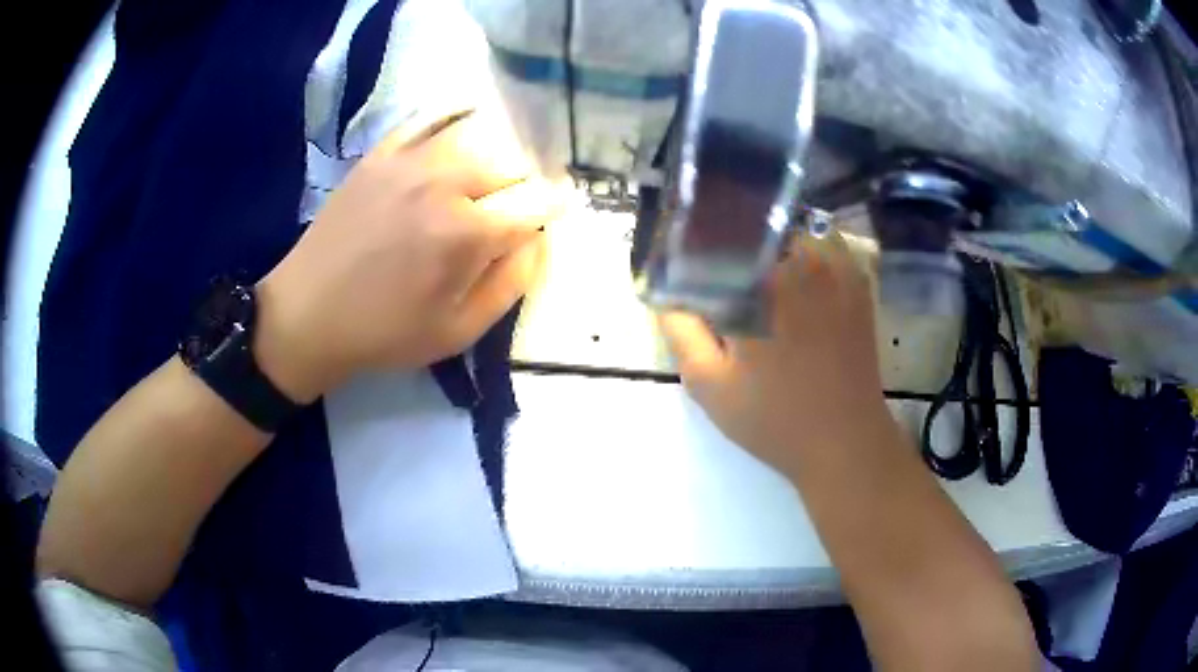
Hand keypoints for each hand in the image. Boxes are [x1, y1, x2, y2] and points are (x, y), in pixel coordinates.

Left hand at [255, 112, 564, 402]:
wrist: (308, 314)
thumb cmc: (385, 332)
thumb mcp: (459, 330)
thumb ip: (512, 282)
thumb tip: (540, 238)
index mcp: (466, 233)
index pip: (535, 201)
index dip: (555, 204)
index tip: (559, 209)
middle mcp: (443, 183)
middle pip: (511, 163)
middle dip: (527, 182)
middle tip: (522, 202)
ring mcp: (408, 161)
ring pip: (478, 134)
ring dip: (498, 151)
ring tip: (496, 170)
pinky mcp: (380, 154)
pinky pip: (428, 117)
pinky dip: (455, 115)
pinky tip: (466, 123)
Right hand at [659, 234, 888, 476]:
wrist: (845, 441)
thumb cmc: (773, 417)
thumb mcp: (708, 383)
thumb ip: (680, 329)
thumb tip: (666, 292)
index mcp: (759, 280)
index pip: (710, 243)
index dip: (691, 257)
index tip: (688, 281)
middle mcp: (799, 258)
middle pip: (749, 232)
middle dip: (728, 251)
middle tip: (723, 288)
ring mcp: (834, 265)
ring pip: (785, 232)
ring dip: (765, 248)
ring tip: (758, 286)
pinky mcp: (855, 279)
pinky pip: (820, 246)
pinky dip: (801, 254)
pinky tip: (794, 285)